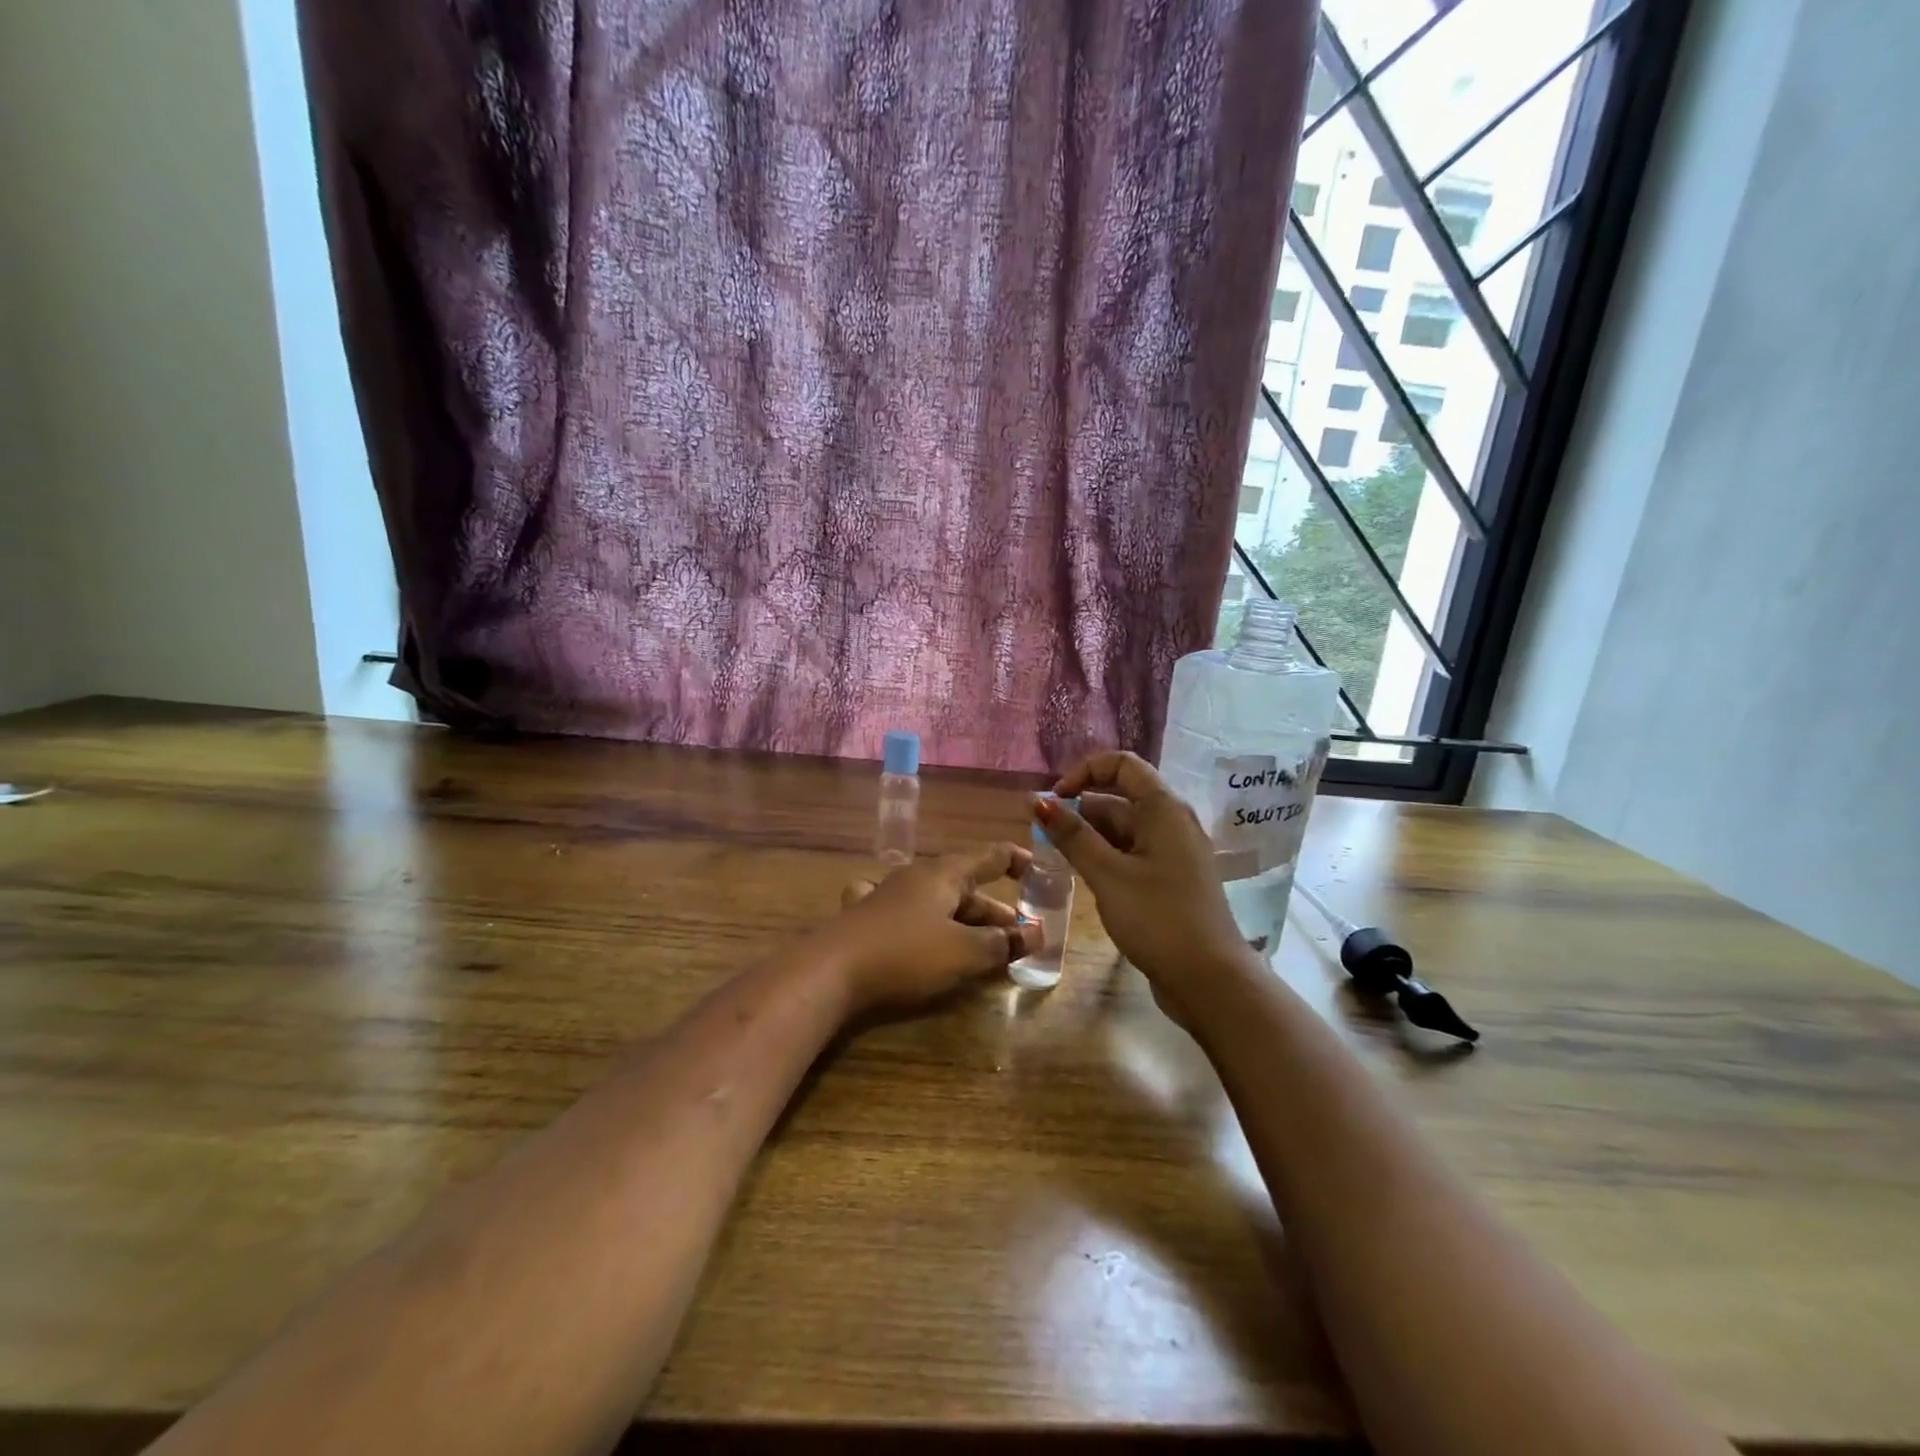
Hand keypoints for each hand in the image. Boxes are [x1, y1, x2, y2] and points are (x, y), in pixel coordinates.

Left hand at [817, 844, 1041, 1013]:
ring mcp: (887, 895)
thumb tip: (1036, 933)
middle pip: (965, 885)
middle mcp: (916, 876)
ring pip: (936, 901)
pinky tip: (916, 927)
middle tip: (1020, 934)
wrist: (831, 972)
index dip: (1018, 861)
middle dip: (995, 910)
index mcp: (944, 874)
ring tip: (983, 944)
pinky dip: (922, 921)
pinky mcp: (865, 918)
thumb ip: (1002, 943)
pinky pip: (903, 911)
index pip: (990, 856)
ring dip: (963, 920)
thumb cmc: (907, 954)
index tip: (1040, 873)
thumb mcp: (963, 952)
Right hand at [1038, 752, 1255, 1020]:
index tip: (1054, 800)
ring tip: (1056, 859)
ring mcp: (1173, 852)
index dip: (1084, 772)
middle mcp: (1172, 822)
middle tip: (1043, 837)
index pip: (1122, 765)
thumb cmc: (1158, 919)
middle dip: (1079, 810)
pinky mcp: (1170, 879)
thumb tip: (1038, 800)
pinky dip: (1106, 857)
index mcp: (1164, 809)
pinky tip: (1083, 877)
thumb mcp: (1108, 874)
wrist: (1210, 980)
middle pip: (1119, 798)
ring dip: (1089, 837)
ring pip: (1123, 829)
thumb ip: (1072, 836)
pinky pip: (1132, 854)